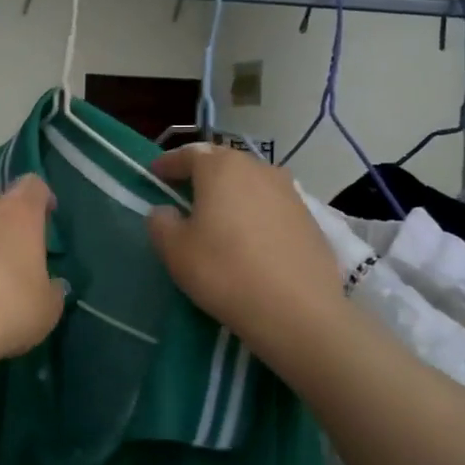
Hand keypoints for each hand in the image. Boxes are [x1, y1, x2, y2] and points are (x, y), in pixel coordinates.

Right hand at [146, 145, 344, 348]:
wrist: (297, 310)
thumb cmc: (224, 271)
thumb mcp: (174, 250)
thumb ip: (161, 222)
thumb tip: (166, 211)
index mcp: (221, 168)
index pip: (189, 153)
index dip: (168, 163)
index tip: (154, 173)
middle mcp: (258, 169)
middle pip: (223, 162)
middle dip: (201, 173)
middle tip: (183, 191)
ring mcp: (289, 192)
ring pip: (250, 182)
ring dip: (231, 191)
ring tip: (218, 214)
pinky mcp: (309, 218)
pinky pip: (271, 204)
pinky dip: (255, 211)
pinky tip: (249, 236)